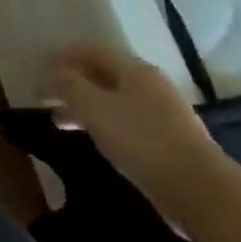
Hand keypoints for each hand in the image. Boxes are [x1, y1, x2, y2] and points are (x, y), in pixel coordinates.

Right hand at [48, 48, 231, 227]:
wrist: (199, 190)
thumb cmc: (141, 139)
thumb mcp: (95, 108)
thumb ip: (71, 86)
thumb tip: (56, 72)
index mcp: (135, 71)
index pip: (94, 51)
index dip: (66, 55)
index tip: (41, 64)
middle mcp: (151, 86)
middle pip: (105, 76)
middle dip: (74, 83)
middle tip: (46, 94)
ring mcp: (164, 115)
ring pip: (115, 102)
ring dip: (86, 107)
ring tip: (60, 121)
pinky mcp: (169, 142)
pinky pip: (127, 123)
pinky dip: (104, 125)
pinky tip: (94, 139)